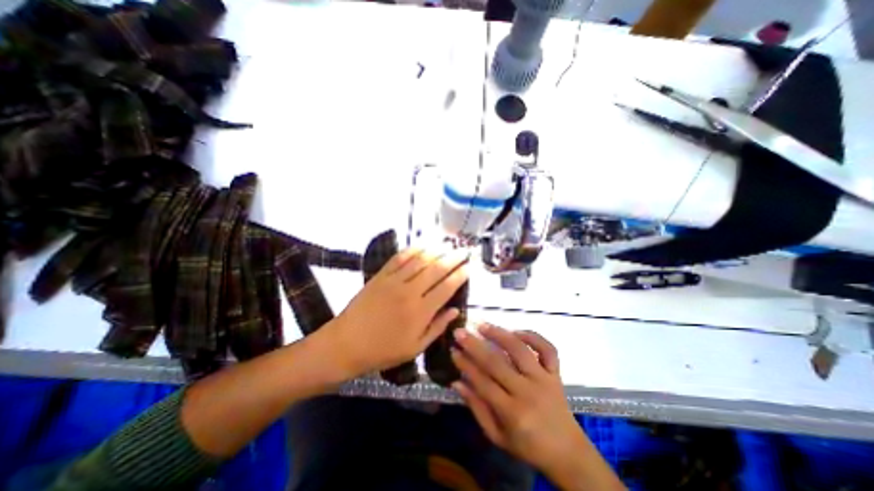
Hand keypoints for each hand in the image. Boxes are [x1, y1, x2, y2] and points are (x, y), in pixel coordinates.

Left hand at [322, 248, 471, 377]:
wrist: (346, 343)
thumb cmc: (383, 350)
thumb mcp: (415, 348)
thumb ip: (437, 328)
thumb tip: (455, 310)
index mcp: (420, 312)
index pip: (446, 288)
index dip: (460, 275)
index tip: (469, 267)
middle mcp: (410, 292)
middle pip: (436, 269)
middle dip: (453, 258)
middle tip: (464, 250)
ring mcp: (394, 281)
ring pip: (419, 260)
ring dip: (436, 250)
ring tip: (447, 244)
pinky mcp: (380, 276)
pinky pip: (399, 258)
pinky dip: (413, 249)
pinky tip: (422, 244)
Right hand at [446, 326, 581, 471]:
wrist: (567, 452)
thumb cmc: (528, 446)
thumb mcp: (497, 436)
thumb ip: (477, 408)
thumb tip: (456, 382)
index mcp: (513, 413)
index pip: (483, 382)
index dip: (465, 365)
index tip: (452, 350)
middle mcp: (528, 391)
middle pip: (497, 363)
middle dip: (475, 345)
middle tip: (460, 332)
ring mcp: (544, 379)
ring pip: (520, 350)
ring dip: (499, 334)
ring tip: (482, 325)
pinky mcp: (556, 373)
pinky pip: (547, 349)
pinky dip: (533, 336)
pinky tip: (516, 332)